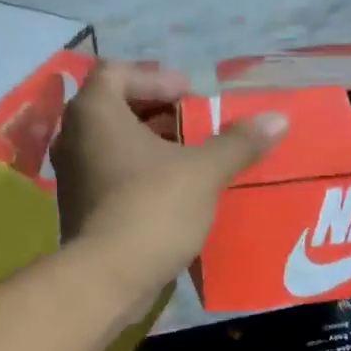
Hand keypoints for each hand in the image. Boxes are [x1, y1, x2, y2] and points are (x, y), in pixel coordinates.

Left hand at [52, 61, 286, 305]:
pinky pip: (109, 175)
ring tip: (188, 159)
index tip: (190, 95)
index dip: (157, 78)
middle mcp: (73, 137)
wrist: (109, 277)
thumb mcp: (203, 172)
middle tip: (193, 124)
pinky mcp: (78, 208)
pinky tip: (170, 192)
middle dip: (157, 112)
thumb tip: (279, 118)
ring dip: (148, 145)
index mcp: (95, 113)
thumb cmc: (153, 208)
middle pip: (114, 108)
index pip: (118, 72)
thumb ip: (238, 143)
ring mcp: (71, 175)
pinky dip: (137, 173)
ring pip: (111, 144)